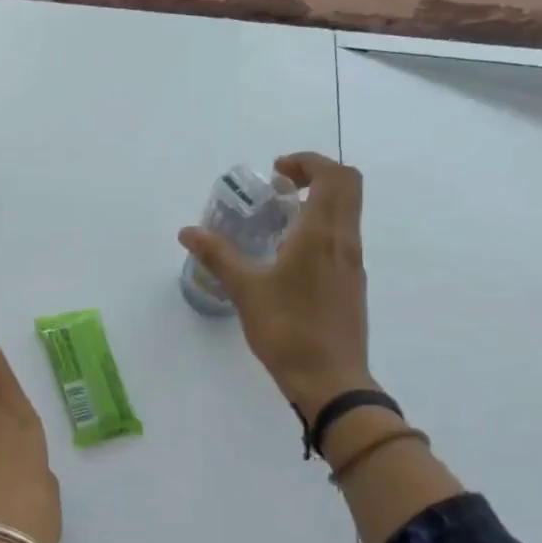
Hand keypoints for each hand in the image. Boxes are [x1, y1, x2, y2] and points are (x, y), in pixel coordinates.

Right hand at [178, 151, 375, 418]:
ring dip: (318, 202)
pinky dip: (320, 228)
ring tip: (277, 221)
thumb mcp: (245, 291)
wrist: (330, 380)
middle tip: (279, 188)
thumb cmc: (287, 330)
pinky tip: (287, 256)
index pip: (334, 176)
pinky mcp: (352, 284)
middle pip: (348, 187)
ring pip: (347, 213)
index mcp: (321, 235)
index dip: (308, 162)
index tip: (275, 173)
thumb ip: (218, 255)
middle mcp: (344, 242)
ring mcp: (353, 264)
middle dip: (316, 175)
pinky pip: (341, 238)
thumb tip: (188, 231)